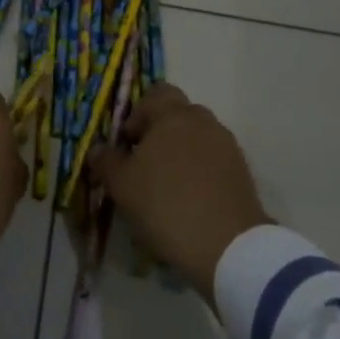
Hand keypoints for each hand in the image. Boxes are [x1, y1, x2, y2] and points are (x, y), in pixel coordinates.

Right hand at [88, 83, 270, 307]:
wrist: (228, 245)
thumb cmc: (166, 205)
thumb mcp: (122, 186)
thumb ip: (106, 161)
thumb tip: (98, 148)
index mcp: (173, 115)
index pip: (156, 93)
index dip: (138, 113)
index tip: (128, 144)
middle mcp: (203, 121)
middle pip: (177, 115)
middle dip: (159, 134)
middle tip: (144, 166)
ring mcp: (226, 145)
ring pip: (196, 139)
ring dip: (180, 154)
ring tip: (167, 188)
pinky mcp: (241, 171)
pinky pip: (213, 161)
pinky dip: (200, 173)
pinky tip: (189, 201)